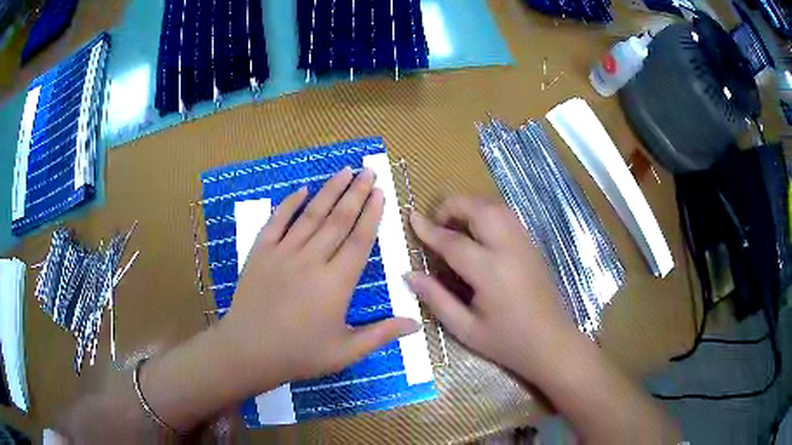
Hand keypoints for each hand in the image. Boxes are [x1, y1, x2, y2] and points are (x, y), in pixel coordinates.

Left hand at [219, 167, 419, 389]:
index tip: (380, 192)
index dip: (371, 214)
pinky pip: (277, 221)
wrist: (249, 351)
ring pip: (311, 215)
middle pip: (338, 220)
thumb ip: (381, 334)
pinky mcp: (260, 252)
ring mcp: (283, 253)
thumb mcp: (345, 352)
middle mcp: (312, 260)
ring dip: (329, 190)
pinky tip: (301, 189)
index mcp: (336, 284)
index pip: (359, 240)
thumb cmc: (299, 354)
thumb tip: (417, 323)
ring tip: (345, 170)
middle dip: (356, 193)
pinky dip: (289, 204)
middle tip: (369, 171)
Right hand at [405, 196, 576, 383]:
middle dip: (453, 206)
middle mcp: (510, 249)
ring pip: (496, 207)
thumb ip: (436, 299)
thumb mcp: (465, 329)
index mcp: (491, 272)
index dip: (429, 230)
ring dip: (471, 206)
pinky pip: (507, 216)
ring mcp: (525, 244)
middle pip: (480, 209)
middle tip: (436, 222)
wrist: (551, 343)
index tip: (411, 218)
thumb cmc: (507, 342)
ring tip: (454, 225)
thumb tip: (409, 274)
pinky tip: (478, 232)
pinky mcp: (532, 245)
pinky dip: (487, 213)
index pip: (454, 242)